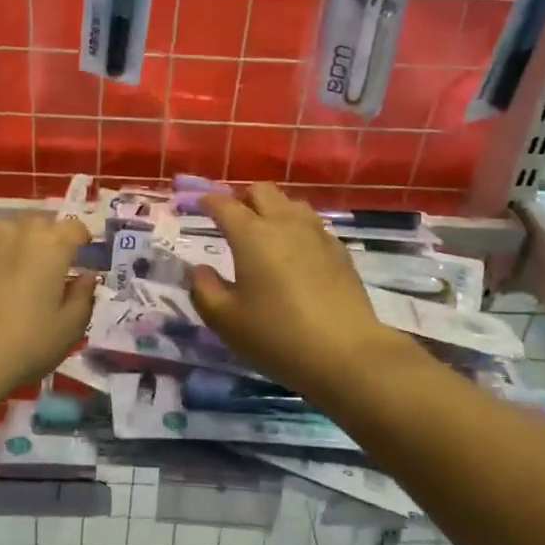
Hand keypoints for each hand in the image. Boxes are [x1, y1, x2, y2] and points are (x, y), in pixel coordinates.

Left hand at [0, 215, 96, 400]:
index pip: (75, 228)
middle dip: (45, 243)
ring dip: (12, 248)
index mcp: (50, 244)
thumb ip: (84, 296)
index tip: (78, 263)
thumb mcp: (68, 331)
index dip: (80, 244)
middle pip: (38, 225)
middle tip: (43, 275)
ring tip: (7, 281)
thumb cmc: (21, 348)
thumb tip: (86, 276)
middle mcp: (14, 230)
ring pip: (3, 233)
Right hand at [193, 184, 410, 403]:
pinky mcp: (340, 251)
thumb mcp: (226, 321)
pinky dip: (297, 229)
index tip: (198, 206)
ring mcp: (317, 234)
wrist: (347, 354)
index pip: (224, 205)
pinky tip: (295, 254)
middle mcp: (285, 223)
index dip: (207, 201)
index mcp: (252, 235)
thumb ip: (204, 290)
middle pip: (261, 191)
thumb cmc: (277, 336)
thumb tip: (200, 270)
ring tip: (264, 234)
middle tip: (231, 220)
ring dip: (273, 209)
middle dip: (242, 198)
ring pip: (291, 203)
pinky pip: (312, 225)